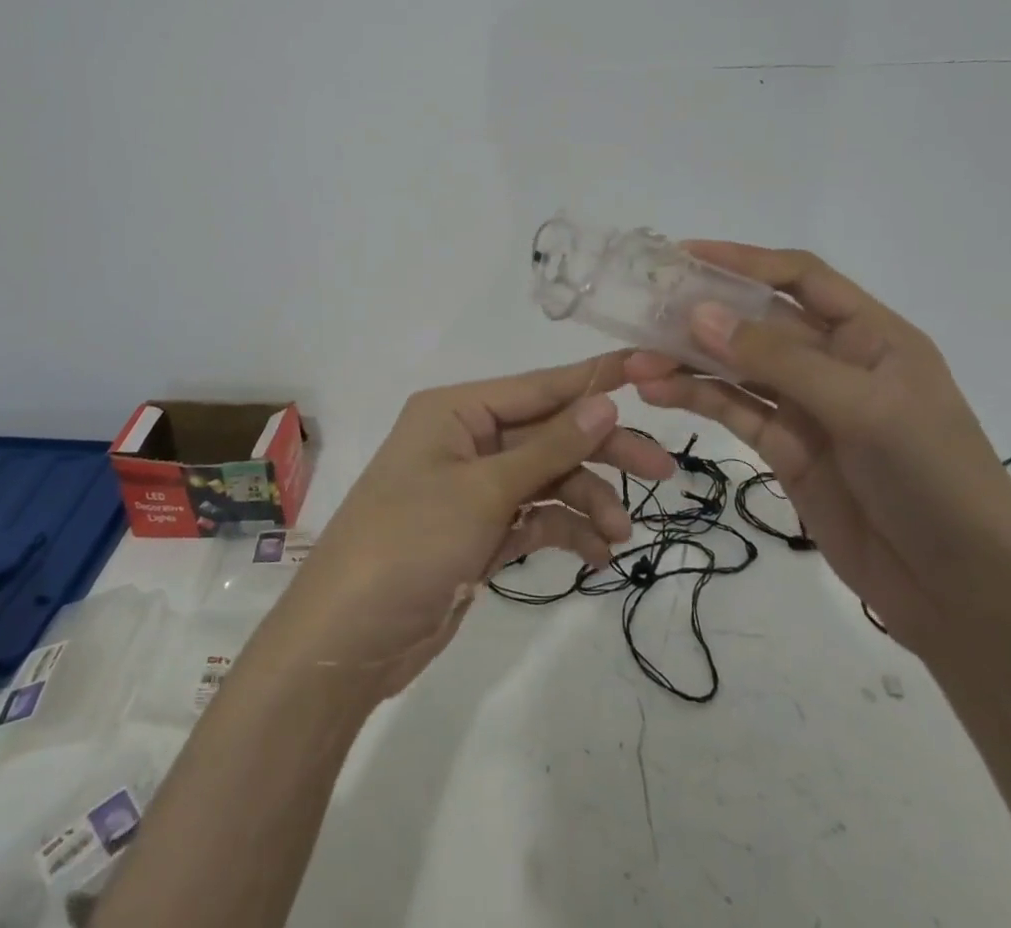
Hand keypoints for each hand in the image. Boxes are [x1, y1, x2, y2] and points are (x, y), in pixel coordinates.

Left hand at [263, 354, 675, 699]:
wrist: (348, 640)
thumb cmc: (410, 543)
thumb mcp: (483, 491)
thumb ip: (550, 448)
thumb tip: (606, 403)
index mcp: (456, 411)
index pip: (538, 387)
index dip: (593, 380)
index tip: (650, 369)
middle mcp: (465, 440)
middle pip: (548, 434)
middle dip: (601, 452)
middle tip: (662, 472)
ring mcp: (472, 488)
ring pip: (546, 479)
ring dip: (587, 501)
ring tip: (620, 536)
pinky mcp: (478, 532)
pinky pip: (534, 518)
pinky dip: (565, 531)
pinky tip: (596, 555)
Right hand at [625, 243, 1010, 655]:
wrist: (965, 596)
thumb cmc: (933, 480)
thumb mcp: (862, 408)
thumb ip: (777, 360)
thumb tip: (698, 313)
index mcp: (870, 335)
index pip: (800, 277)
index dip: (743, 260)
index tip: (684, 256)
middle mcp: (835, 361)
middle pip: (758, 322)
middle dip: (702, 315)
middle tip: (643, 310)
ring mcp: (809, 407)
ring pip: (737, 368)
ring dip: (688, 361)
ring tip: (637, 362)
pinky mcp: (787, 449)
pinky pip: (735, 411)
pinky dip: (697, 399)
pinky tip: (658, 393)